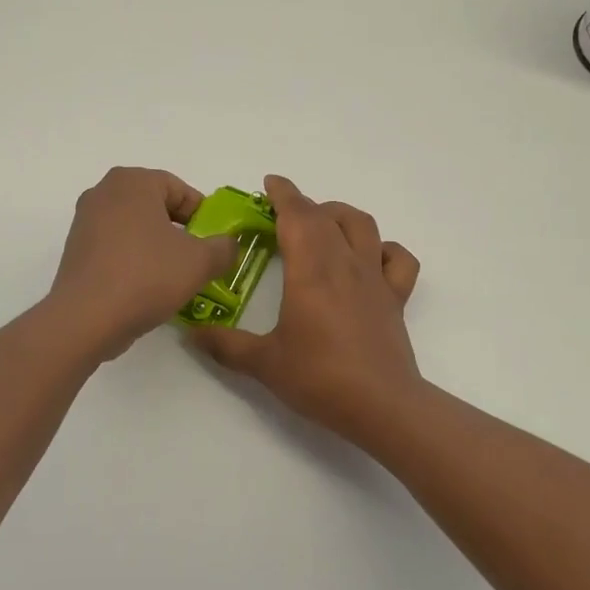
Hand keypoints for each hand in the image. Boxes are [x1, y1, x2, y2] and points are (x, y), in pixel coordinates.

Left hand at [50, 167, 237, 360]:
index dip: (203, 216)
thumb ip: (224, 247)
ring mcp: (85, 221)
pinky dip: (135, 261)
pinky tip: (146, 288)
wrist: (86, 319)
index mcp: (133, 181)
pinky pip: (116, 248)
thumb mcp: (200, 262)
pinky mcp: (76, 250)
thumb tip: (228, 245)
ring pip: (136, 229)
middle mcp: (104, 192)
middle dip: (180, 231)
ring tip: (174, 278)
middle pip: (156, 207)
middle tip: (198, 259)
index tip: (213, 243)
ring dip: (158, 248)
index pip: (180, 190)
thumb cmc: (147, 276)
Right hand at [191, 176, 421, 436]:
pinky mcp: (395, 298)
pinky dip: (383, 249)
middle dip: (302, 205)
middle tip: (281, 214)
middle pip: (326, 216)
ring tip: (321, 224)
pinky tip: (369, 258)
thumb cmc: (320, 378)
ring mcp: (375, 278)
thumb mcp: (264, 363)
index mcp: (311, 270)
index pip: (297, 215)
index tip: (269, 183)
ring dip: (339, 214)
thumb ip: (225, 345)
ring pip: (362, 225)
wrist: (382, 406)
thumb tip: (191, 333)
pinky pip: (398, 259)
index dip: (283, 194)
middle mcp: (345, 263)